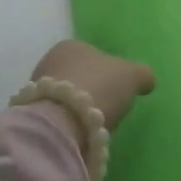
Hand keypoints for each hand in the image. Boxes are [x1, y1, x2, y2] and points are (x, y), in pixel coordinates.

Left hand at [32, 40, 155, 130]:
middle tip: (106, 109)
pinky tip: (78, 134)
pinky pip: (56, 117)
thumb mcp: (132, 75)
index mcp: (72, 45)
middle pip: (77, 76)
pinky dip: (67, 124)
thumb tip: (147, 80)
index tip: (117, 90)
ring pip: (64, 97)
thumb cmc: (99, 87)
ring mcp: (36, 89)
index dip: (107, 73)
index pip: (93, 56)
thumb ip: (142, 74)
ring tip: (93, 126)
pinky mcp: (32, 115)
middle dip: (90, 90)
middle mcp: (50, 61)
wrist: (64, 122)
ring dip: (77, 109)